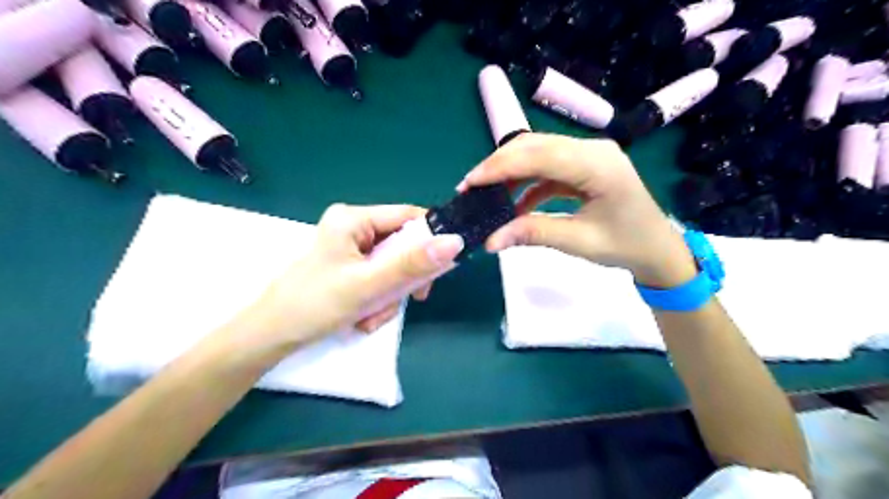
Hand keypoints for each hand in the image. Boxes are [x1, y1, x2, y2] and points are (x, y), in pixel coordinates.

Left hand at [228, 205, 465, 352]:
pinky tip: (364, 318)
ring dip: (390, 296)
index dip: (430, 240)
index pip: (408, 217)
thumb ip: (412, 264)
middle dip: (403, 280)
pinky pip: (380, 280)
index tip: (442, 269)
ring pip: (394, 268)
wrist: (270, 337)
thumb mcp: (368, 285)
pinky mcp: (349, 269)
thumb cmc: (314, 305)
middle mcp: (354, 228)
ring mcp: (351, 250)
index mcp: (354, 218)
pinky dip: (379, 301)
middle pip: (403, 246)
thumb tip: (456, 241)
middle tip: (409, 300)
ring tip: (371, 317)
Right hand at [462, 132, 696, 287]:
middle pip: (535, 146)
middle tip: (470, 189)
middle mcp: (592, 149)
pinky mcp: (584, 167)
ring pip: (538, 154)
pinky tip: (514, 205)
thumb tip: (490, 240)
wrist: (658, 250)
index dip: (499, 167)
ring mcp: (588, 155)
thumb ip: (533, 234)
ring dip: (510, 173)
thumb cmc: (627, 246)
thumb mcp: (578, 242)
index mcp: (597, 164)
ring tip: (487, 195)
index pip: (538, 155)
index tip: (469, 184)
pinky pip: (548, 168)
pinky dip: (527, 184)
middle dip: (499, 166)